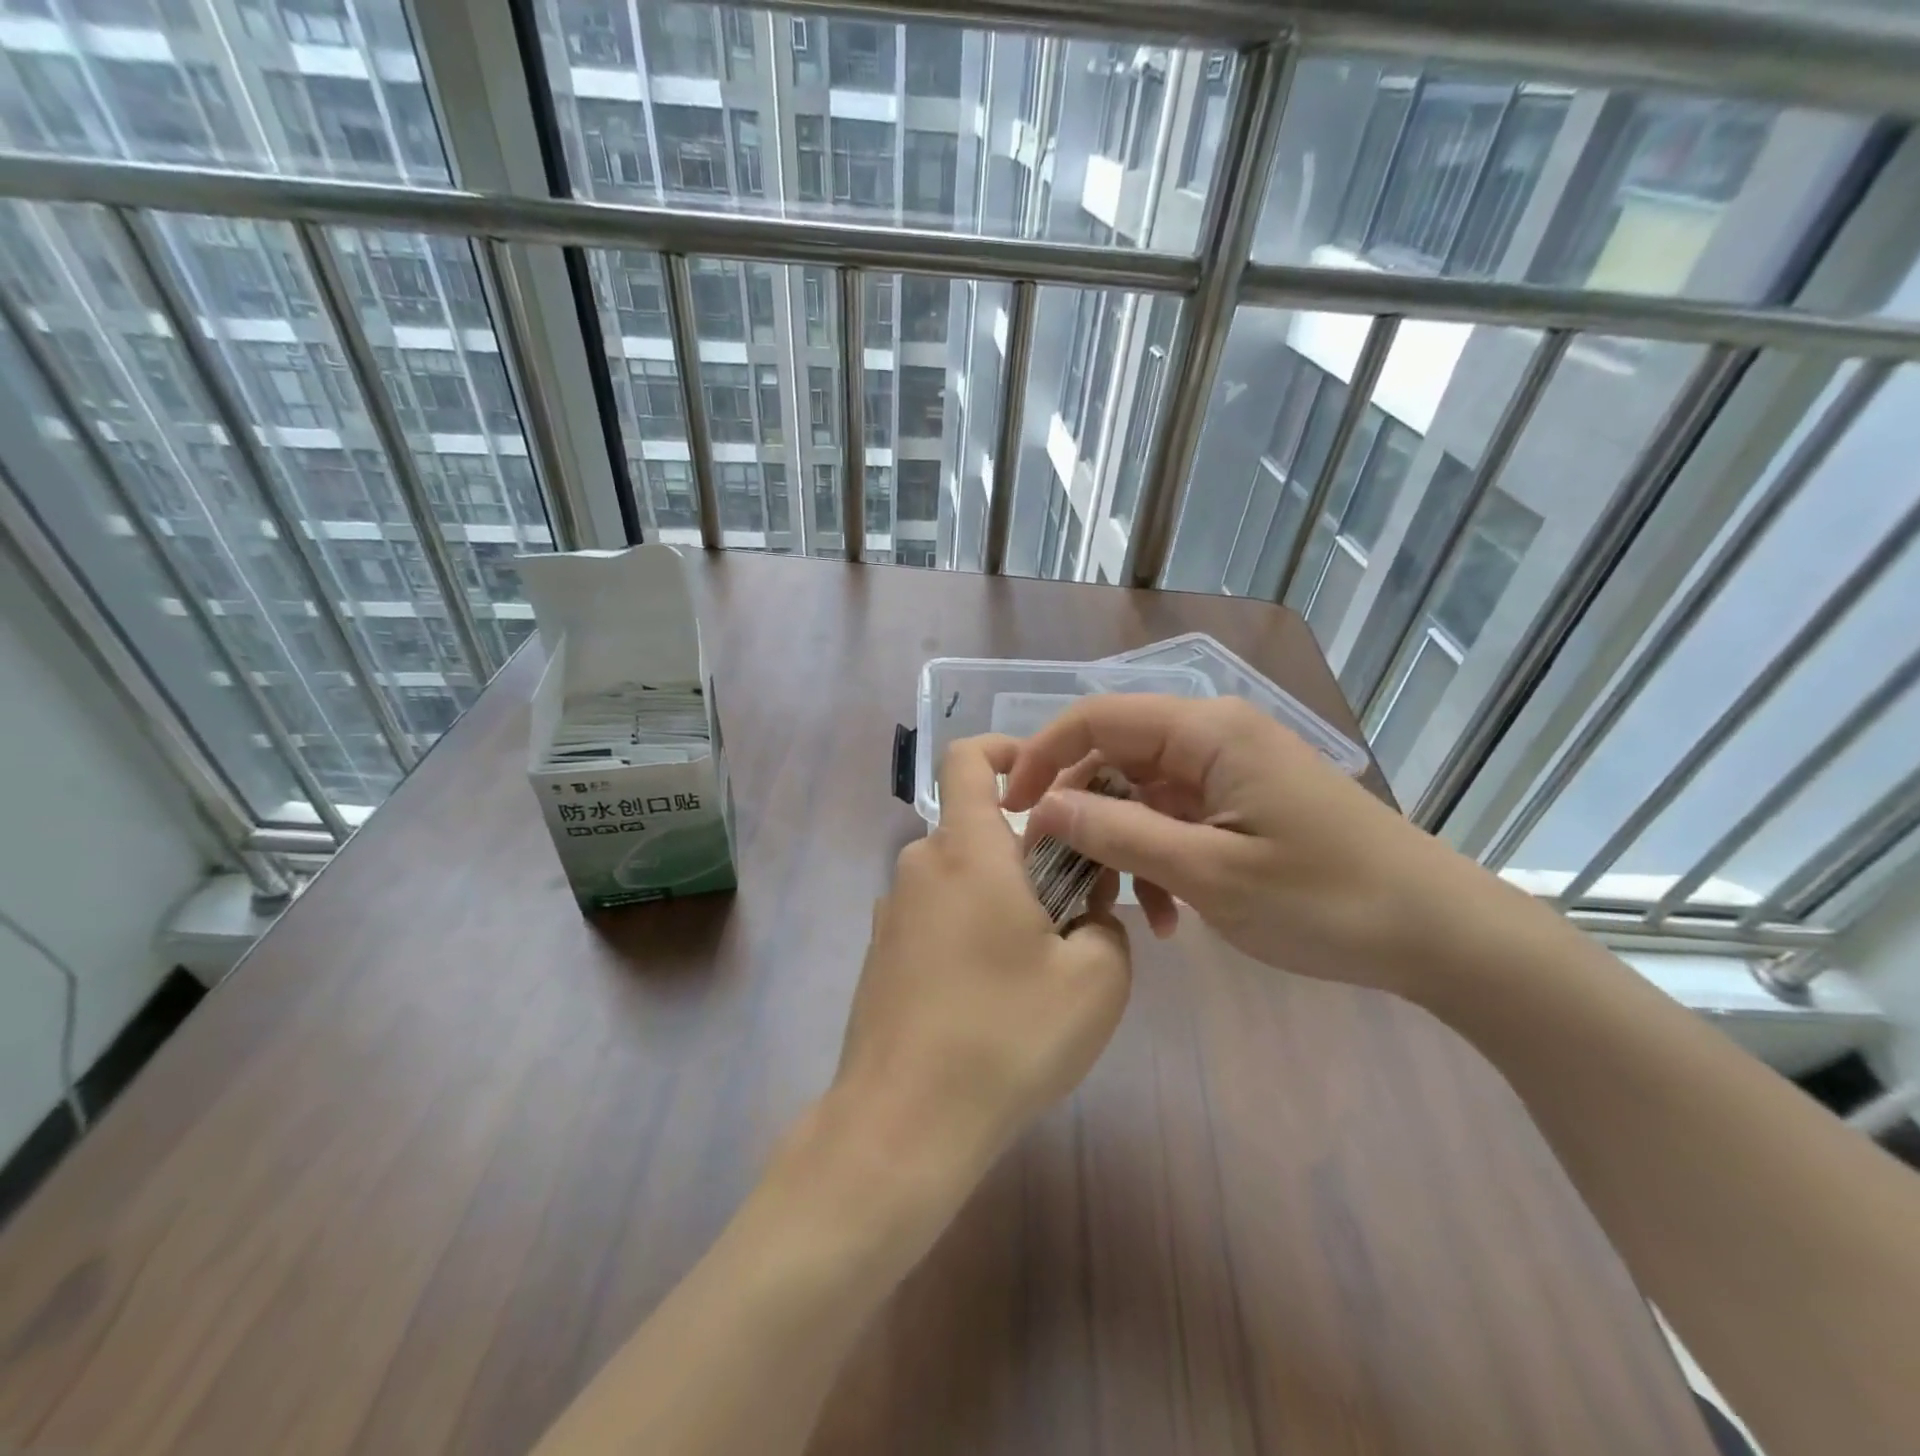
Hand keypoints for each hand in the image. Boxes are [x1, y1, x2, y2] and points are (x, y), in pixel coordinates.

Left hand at [830, 733, 1131, 1194]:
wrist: (902, 1124)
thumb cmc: (1005, 1036)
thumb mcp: (1096, 978)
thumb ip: (1104, 923)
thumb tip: (1085, 911)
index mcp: (966, 850)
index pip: (969, 758)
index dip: (1006, 750)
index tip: (1047, 785)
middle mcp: (920, 866)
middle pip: (980, 831)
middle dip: (1031, 856)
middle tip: (1073, 916)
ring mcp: (893, 912)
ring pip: (963, 879)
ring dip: (1004, 901)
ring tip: (1038, 970)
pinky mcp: (883, 954)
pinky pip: (939, 918)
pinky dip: (972, 931)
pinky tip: (993, 1000)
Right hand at [1003, 695, 1471, 993]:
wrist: (1438, 934)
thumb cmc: (1326, 898)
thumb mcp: (1208, 872)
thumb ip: (1118, 834)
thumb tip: (1043, 808)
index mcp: (1206, 732)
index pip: (1097, 716)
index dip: (1044, 755)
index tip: (1011, 810)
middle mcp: (1212, 738)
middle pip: (1114, 755)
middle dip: (1080, 810)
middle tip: (1056, 868)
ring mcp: (1228, 772)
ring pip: (1140, 794)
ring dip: (1120, 846)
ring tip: (1123, 907)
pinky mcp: (1241, 805)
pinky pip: (1173, 820)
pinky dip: (1156, 860)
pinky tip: (1165, 916)